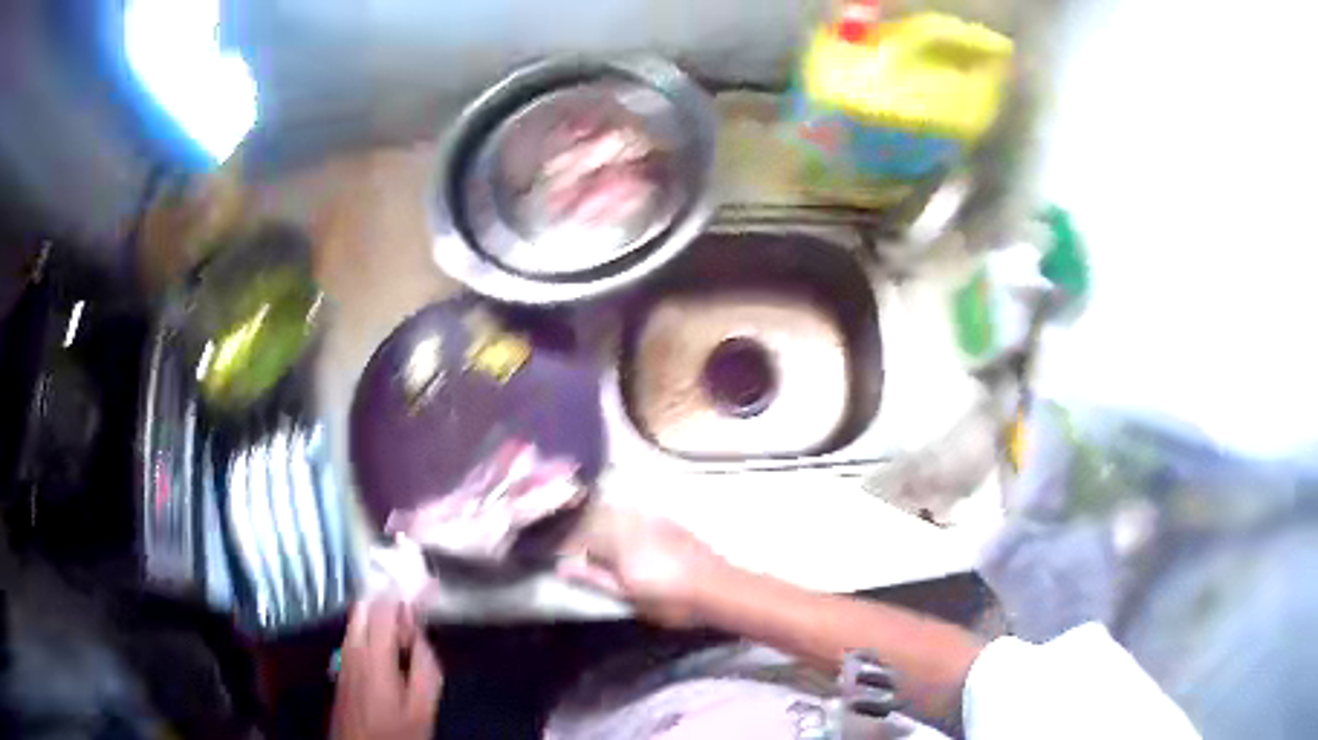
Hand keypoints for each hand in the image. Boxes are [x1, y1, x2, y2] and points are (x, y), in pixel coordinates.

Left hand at [331, 598, 443, 739]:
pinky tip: (389, 644)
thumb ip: (426, 668)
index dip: (404, 593)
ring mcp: (344, 654)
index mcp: (374, 654)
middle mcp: (353, 646)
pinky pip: (355, 631)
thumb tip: (422, 638)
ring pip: (358, 617)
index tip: (425, 586)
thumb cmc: (394, 731)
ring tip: (405, 629)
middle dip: (389, 598)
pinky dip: (371, 626)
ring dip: (379, 612)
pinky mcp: (342, 664)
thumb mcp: (422, 707)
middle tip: (415, 612)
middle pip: (365, 605)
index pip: (384, 607)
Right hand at [559, 505, 729, 627]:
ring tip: (595, 541)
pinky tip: (626, 536)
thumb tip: (564, 567)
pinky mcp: (668, 521)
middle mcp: (632, 523)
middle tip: (572, 547)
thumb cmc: (672, 601)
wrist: (719, 589)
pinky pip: (636, 514)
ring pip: (615, 512)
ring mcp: (652, 519)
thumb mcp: (629, 597)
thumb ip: (595, 579)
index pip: (580, 534)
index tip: (557, 555)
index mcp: (618, 542)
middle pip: (595, 517)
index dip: (564, 543)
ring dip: (600, 522)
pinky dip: (623, 522)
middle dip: (580, 528)